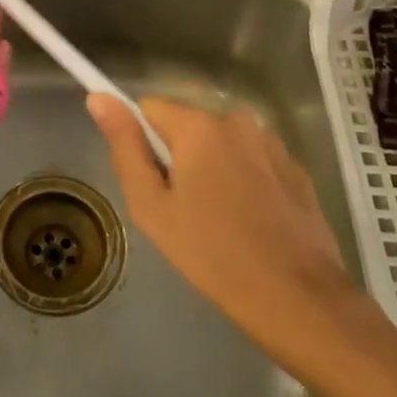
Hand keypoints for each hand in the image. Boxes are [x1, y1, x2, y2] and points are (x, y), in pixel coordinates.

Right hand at [88, 96, 354, 332]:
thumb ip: (124, 147)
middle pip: (188, 127)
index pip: (149, 108)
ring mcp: (272, 144)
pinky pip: (253, 161)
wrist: (298, 298)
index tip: (150, 180)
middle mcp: (237, 121)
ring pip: (222, 144)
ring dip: (213, 169)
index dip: (141, 141)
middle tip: (182, 210)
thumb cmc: (212, 254)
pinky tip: (251, 223)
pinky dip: (245, 182)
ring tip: (219, 221)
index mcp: (198, 127)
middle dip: (179, 158)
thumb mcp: (151, 206)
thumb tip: (98, 98)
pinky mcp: (297, 169)